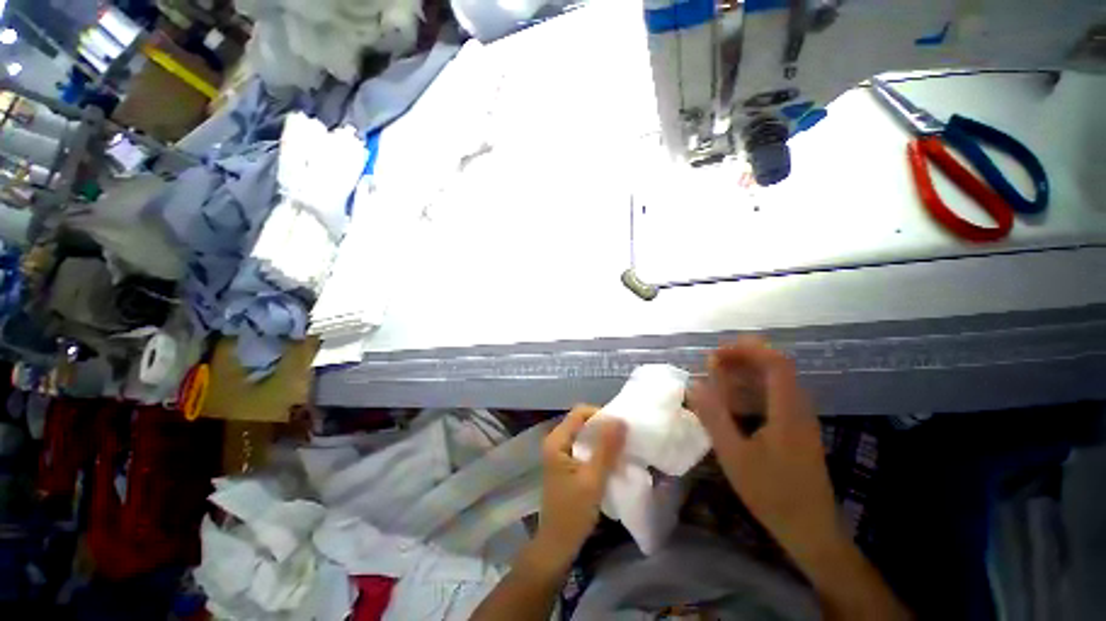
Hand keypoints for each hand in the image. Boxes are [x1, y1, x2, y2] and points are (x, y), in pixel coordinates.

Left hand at [534, 405, 625, 568]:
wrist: (557, 544)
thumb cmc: (573, 512)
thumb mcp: (593, 479)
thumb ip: (606, 448)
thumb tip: (620, 419)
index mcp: (556, 440)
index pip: (580, 412)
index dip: (600, 414)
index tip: (620, 427)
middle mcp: (555, 441)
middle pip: (581, 421)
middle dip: (603, 426)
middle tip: (624, 436)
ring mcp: (559, 452)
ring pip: (583, 434)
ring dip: (601, 438)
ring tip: (621, 446)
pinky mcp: (565, 463)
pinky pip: (583, 446)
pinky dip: (597, 449)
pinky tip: (611, 458)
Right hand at [687, 337, 841, 562]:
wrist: (809, 529)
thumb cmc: (771, 493)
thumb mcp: (734, 455)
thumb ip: (714, 416)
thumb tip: (694, 384)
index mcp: (788, 411)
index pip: (775, 363)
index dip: (747, 349)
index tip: (717, 351)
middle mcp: (799, 408)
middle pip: (776, 367)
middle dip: (743, 357)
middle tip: (712, 361)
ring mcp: (800, 418)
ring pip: (775, 381)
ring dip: (746, 371)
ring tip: (717, 374)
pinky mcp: (796, 429)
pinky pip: (775, 396)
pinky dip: (752, 387)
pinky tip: (733, 398)